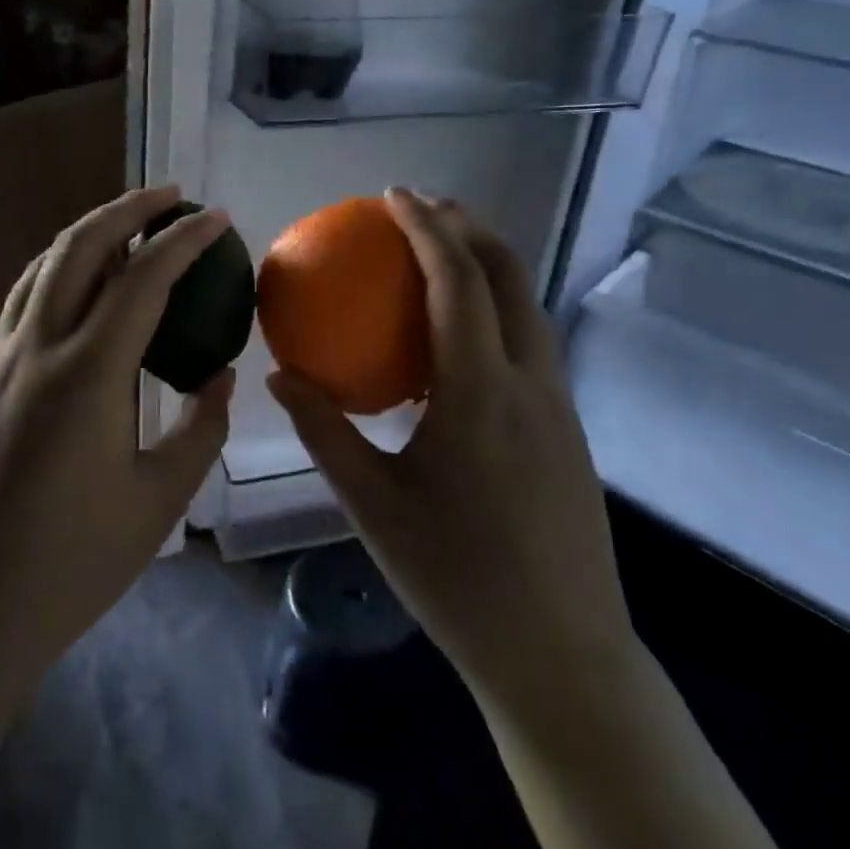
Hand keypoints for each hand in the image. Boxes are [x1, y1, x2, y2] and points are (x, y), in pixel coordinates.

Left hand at [0, 186, 233, 709]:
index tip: (216, 218)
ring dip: (89, 235)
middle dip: (128, 209)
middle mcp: (34, 348)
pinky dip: (60, 274)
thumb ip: (200, 428)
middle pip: (79, 247)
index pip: (143, 278)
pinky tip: (84, 294)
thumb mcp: (158, 501)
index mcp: (85, 374)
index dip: (184, 240)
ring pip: (42, 267)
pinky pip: (23, 303)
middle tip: (170, 196)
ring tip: (130, 229)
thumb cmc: (69, 566)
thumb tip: (219, 375)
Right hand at [269, 188, 633, 709]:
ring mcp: (558, 403)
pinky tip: (462, 334)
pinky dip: (497, 306)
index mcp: (480, 393)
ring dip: (488, 262)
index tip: (393, 196)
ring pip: (528, 305)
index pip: (457, 282)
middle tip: (422, 205)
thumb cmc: (457, 579)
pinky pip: (530, 340)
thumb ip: (325, 431)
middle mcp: (529, 382)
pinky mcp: (569, 426)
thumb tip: (281, 376)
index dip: (427, 228)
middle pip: (508, 275)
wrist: (561, 653)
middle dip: (468, 226)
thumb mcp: (373, 506)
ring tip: (443, 250)